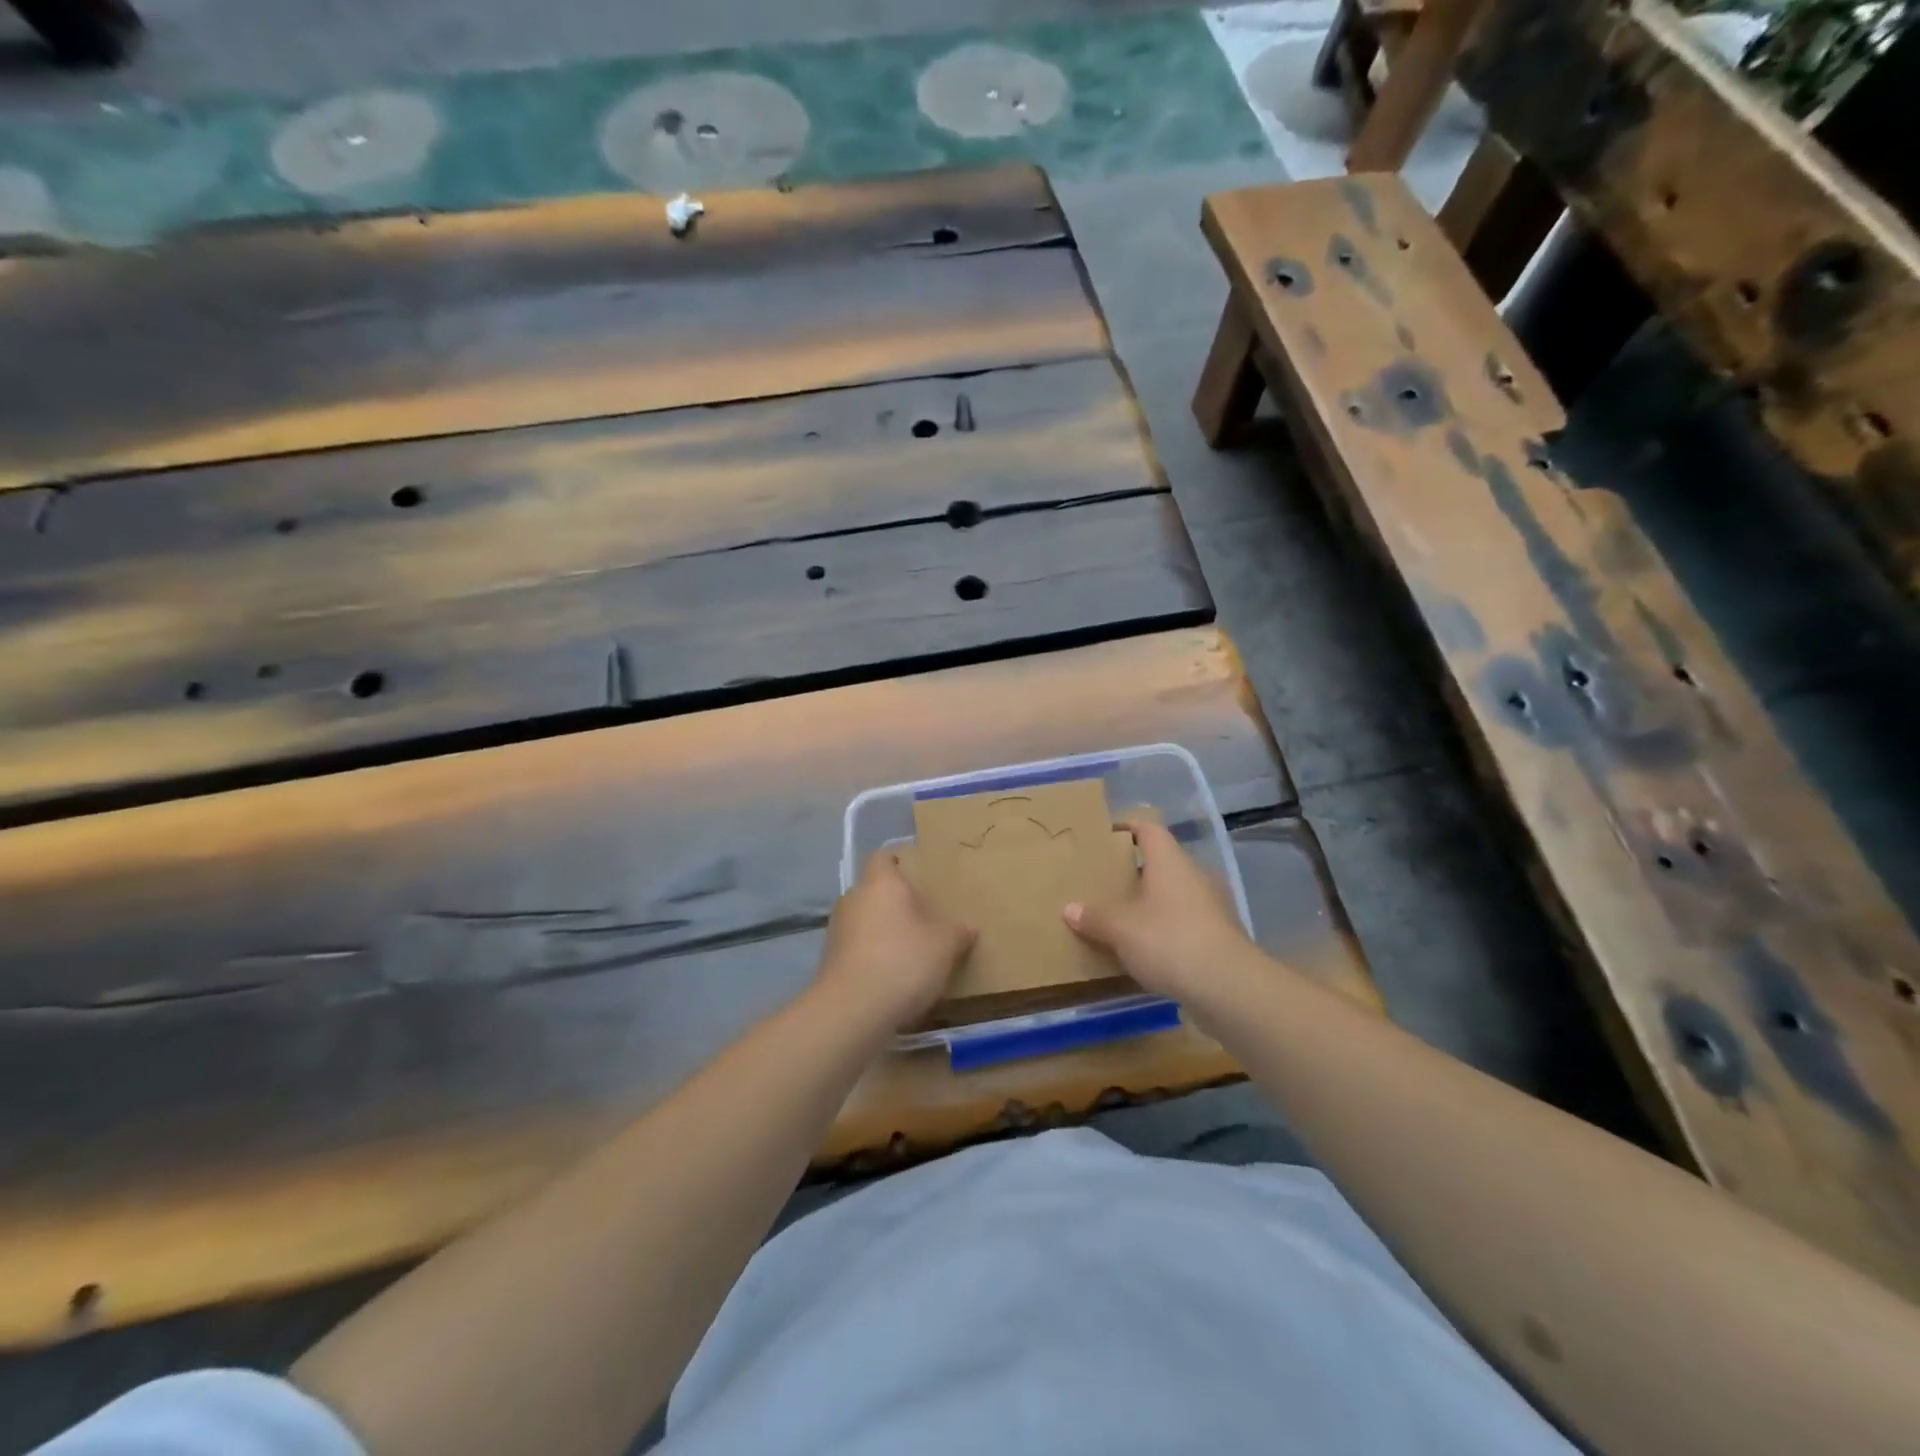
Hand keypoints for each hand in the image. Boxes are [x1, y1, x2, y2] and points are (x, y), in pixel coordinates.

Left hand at [818, 851, 975, 1033]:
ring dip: (881, 930)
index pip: (884, 857)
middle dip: (895, 902)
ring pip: (864, 919)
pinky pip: (856, 947)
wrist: (852, 1011)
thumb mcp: (945, 946)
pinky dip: (870, 955)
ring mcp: (837, 929)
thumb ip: (957, 932)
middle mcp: (853, 898)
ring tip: (908, 949)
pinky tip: (890, 975)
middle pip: (874, 890)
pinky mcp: (829, 959)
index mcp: (881, 883)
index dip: (899, 862)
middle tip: (922, 916)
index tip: (918, 875)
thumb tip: (967, 928)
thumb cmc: (903, 962)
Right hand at [1063, 816, 1254, 1001]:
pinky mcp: (1217, 934)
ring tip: (1119, 916)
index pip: (1148, 828)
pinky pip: (1183, 920)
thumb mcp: (1121, 929)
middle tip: (1103, 881)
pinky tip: (1144, 947)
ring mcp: (1210, 905)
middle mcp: (1192, 875)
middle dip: (1132, 871)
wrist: (1228, 987)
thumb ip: (1095, 917)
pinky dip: (1163, 927)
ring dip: (1149, 902)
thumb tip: (1070, 908)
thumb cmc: (1169, 941)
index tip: (1103, 837)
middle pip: (1160, 862)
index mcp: (1169, 861)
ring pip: (1172, 893)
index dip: (1126, 827)